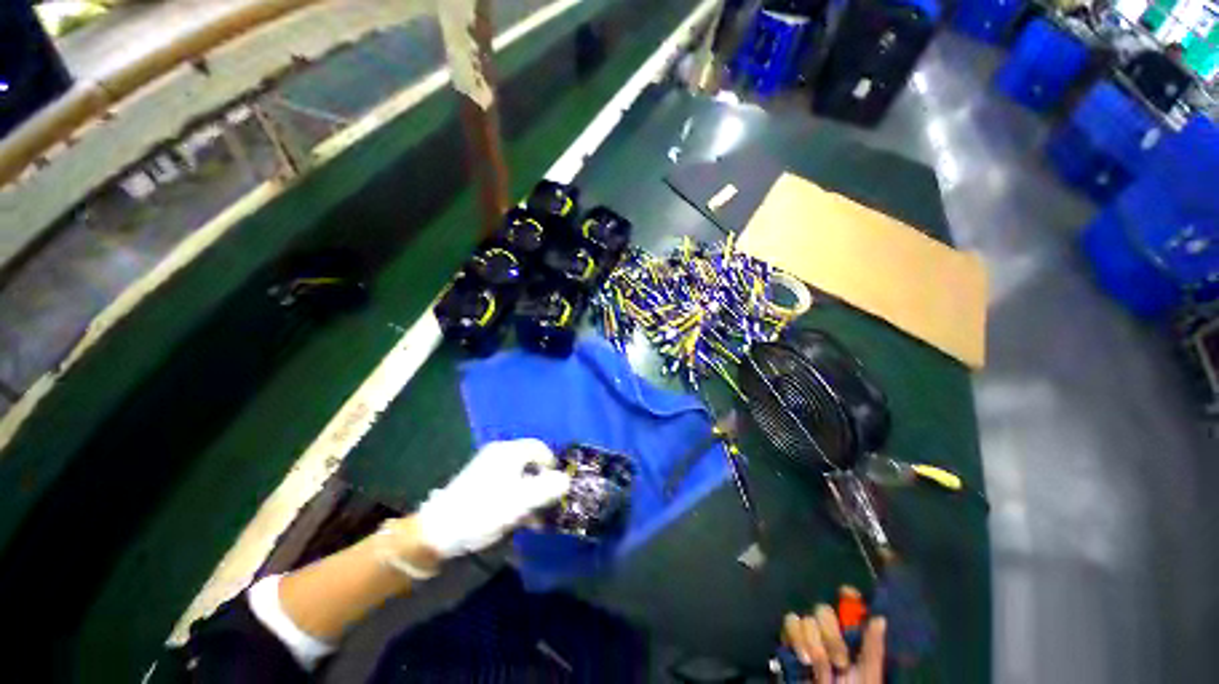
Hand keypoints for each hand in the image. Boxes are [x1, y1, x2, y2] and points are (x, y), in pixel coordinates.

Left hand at [414, 439, 571, 557]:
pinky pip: (506, 483)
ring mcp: (486, 467)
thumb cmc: (484, 511)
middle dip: (541, 482)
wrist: (438, 531)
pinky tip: (516, 516)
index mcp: (509, 452)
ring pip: (518, 475)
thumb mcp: (521, 501)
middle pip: (530, 462)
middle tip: (546, 503)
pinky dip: (515, 496)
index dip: (552, 466)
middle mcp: (498, 454)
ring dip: (529, 493)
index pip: (540, 448)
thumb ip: (548, 488)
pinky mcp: (478, 482)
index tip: (558, 487)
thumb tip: (567, 480)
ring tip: (533, 516)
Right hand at [781, 590, 885, 682]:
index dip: (848, 595)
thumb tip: (881, 617)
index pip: (848, 603)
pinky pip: (788, 625)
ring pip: (805, 617)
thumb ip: (872, 648)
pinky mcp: (789, 639)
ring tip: (819, 668)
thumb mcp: (868, 675)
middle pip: (823, 609)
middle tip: (839, 663)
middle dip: (830, 636)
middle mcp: (829, 630)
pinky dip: (796, 641)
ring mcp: (808, 634)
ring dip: (812, 643)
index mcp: (851, 635)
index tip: (847, 593)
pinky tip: (803, 659)